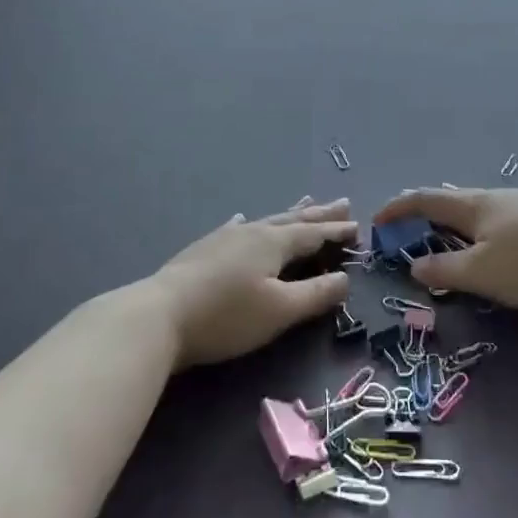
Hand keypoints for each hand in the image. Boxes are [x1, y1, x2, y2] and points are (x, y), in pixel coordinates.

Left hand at [149, 197, 357, 366]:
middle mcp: (252, 232)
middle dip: (319, 214)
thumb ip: (315, 294)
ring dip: (290, 213)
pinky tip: (242, 218)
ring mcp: (225, 238)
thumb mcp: (280, 310)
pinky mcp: (204, 249)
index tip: (357, 226)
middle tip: (342, 203)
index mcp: (274, 243)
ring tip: (305, 201)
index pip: (313, 234)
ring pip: (266, 220)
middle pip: (292, 220)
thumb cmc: (227, 315)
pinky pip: (236, 227)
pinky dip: (247, 222)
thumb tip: (345, 279)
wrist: (159, 315)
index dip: (336, 231)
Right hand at [373, 186, 517, 309]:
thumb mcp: (481, 273)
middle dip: (431, 216)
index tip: (378, 220)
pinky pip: (506, 223)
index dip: (399, 208)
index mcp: (474, 205)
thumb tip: (415, 265)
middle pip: (455, 201)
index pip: (426, 199)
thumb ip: (445, 271)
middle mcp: (498, 198)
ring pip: (483, 213)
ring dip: (461, 226)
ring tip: (455, 245)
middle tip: (415, 234)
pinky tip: (501, 251)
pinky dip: (487, 234)